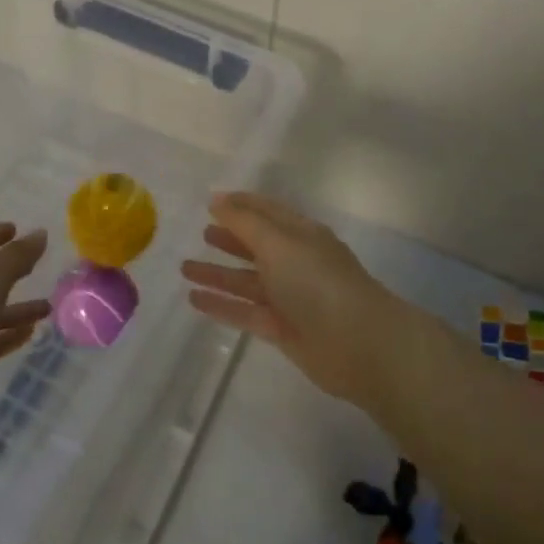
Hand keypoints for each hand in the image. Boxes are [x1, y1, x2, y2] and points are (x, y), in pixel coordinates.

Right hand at [180, 192, 411, 410]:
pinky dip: (220, 304)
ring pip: (247, 281)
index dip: (241, 204)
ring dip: (218, 274)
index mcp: (301, 234)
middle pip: (257, 246)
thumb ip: (244, 222)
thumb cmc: (317, 282)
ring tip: (184, 267)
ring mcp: (290, 297)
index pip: (268, 211)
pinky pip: (244, 311)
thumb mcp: (279, 243)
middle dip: (230, 238)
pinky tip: (194, 299)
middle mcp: (296, 262)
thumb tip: (217, 199)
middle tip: (201, 233)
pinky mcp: (282, 329)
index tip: (211, 200)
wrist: (358, 344)